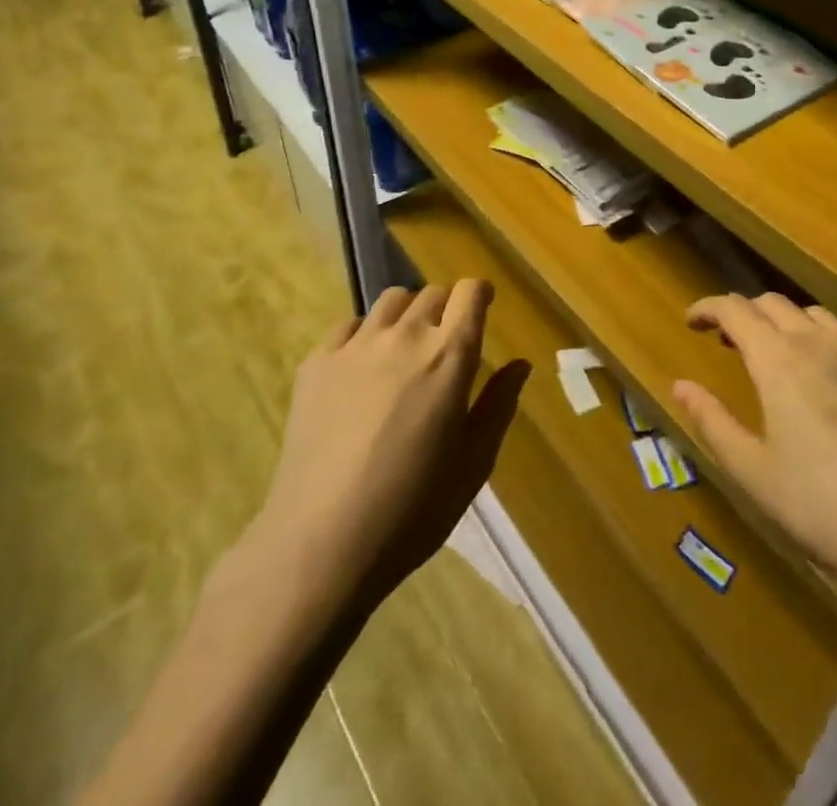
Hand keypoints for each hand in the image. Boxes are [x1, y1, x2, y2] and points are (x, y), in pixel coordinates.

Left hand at [252, 282, 528, 608]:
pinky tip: (361, 372)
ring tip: (403, 352)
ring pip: (391, 301)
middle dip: (446, 309)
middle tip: (443, 344)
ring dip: (407, 315)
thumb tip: (520, 365)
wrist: (321, 543)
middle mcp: (405, 336)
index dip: (479, 295)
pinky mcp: (316, 362)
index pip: (470, 293)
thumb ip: (498, 405)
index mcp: (449, 356)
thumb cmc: (412, 510)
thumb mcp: (473, 464)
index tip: (482, 307)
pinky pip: (349, 326)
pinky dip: (364, 336)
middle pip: (432, 294)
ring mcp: (356, 345)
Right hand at [674, 293, 836, 609]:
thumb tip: (680, 385)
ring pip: (818, 316)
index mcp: (780, 360)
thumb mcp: (753, 473)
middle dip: (745, 313)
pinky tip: (835, 384)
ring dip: (788, 323)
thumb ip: (712, 421)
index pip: (735, 309)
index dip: (708, 308)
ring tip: (780, 354)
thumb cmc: (823, 509)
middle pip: (774, 304)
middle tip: (729, 339)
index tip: (692, 320)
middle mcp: (822, 343)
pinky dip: (829, 346)